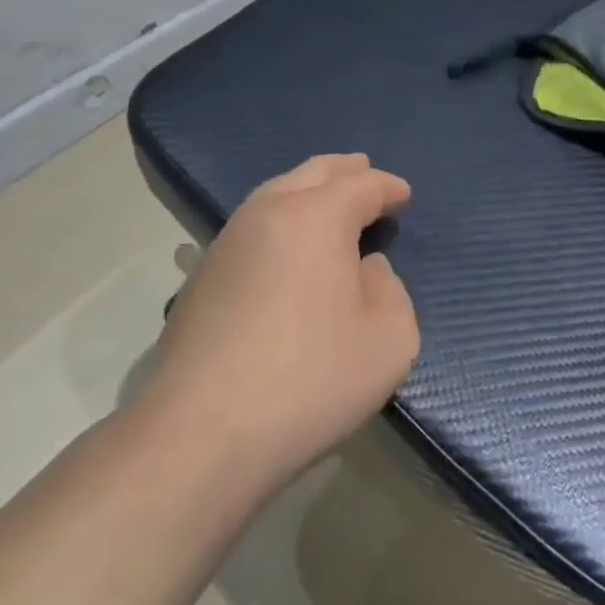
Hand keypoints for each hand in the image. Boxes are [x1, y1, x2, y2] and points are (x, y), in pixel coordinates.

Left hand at [144, 154, 416, 490]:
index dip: (387, 186)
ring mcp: (227, 242)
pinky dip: (281, 218)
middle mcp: (268, 213)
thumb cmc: (310, 379)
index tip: (404, 195)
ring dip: (308, 189)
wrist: (200, 435)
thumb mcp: (389, 339)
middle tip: (366, 171)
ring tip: (328, 200)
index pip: (361, 185)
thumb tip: (365, 269)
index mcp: (316, 216)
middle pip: (312, 172)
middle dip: (345, 170)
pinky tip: (288, 245)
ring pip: (275, 192)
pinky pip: (253, 225)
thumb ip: (391, 290)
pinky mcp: (201, 277)